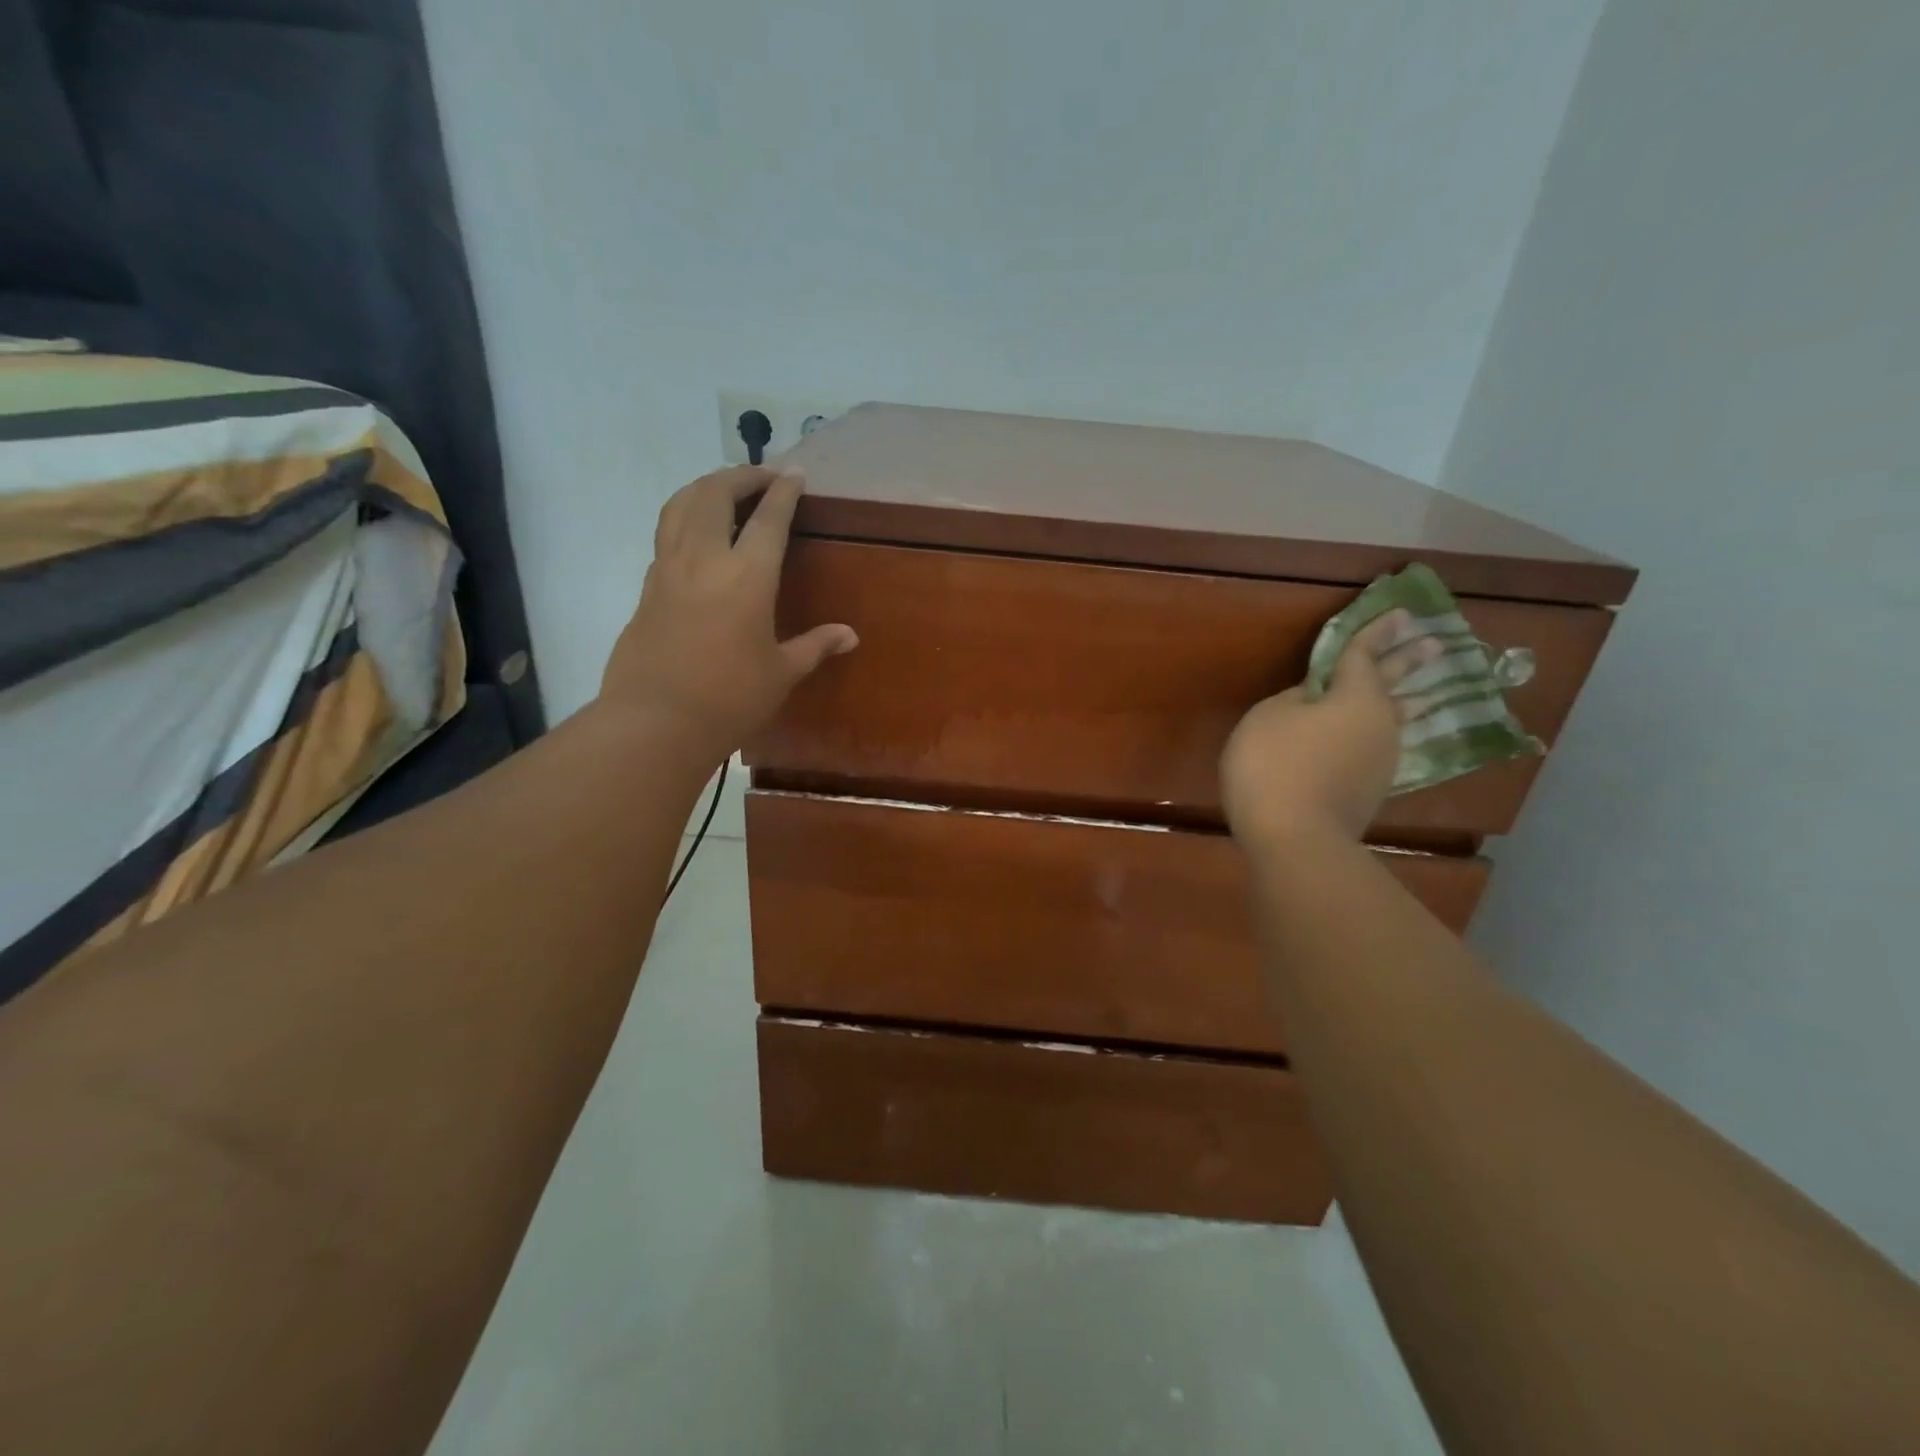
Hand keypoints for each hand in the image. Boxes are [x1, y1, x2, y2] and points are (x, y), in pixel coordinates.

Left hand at [599, 466, 857, 758]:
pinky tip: (697, 537)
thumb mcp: (781, 674)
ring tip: (725, 491)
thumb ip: (814, 646)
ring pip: (680, 505)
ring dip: (705, 487)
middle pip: (715, 493)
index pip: (768, 518)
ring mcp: (668, 570)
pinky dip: (685, 518)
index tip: (795, 475)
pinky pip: (666, 535)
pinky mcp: (647, 587)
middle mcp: (704, 559)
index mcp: (747, 576)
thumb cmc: (729, 699)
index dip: (784, 492)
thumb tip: (849, 635)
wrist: (655, 723)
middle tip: (762, 477)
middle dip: (740, 476)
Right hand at [1220, 610, 1442, 849]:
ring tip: (1418, 695)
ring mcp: (1379, 761)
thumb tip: (1313, 699)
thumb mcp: (1268, 717)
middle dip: (1408, 662)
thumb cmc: (1275, 764)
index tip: (1399, 613)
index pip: (1365, 655)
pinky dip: (1375, 736)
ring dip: (1404, 702)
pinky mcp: (1370, 791)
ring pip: (1393, 721)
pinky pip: (1377, 749)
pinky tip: (1372, 740)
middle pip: (1394, 686)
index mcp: (1355, 697)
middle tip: (1434, 643)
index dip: (1376, 632)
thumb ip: (1293, 700)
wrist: (1295, 837)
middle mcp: (1379, 725)